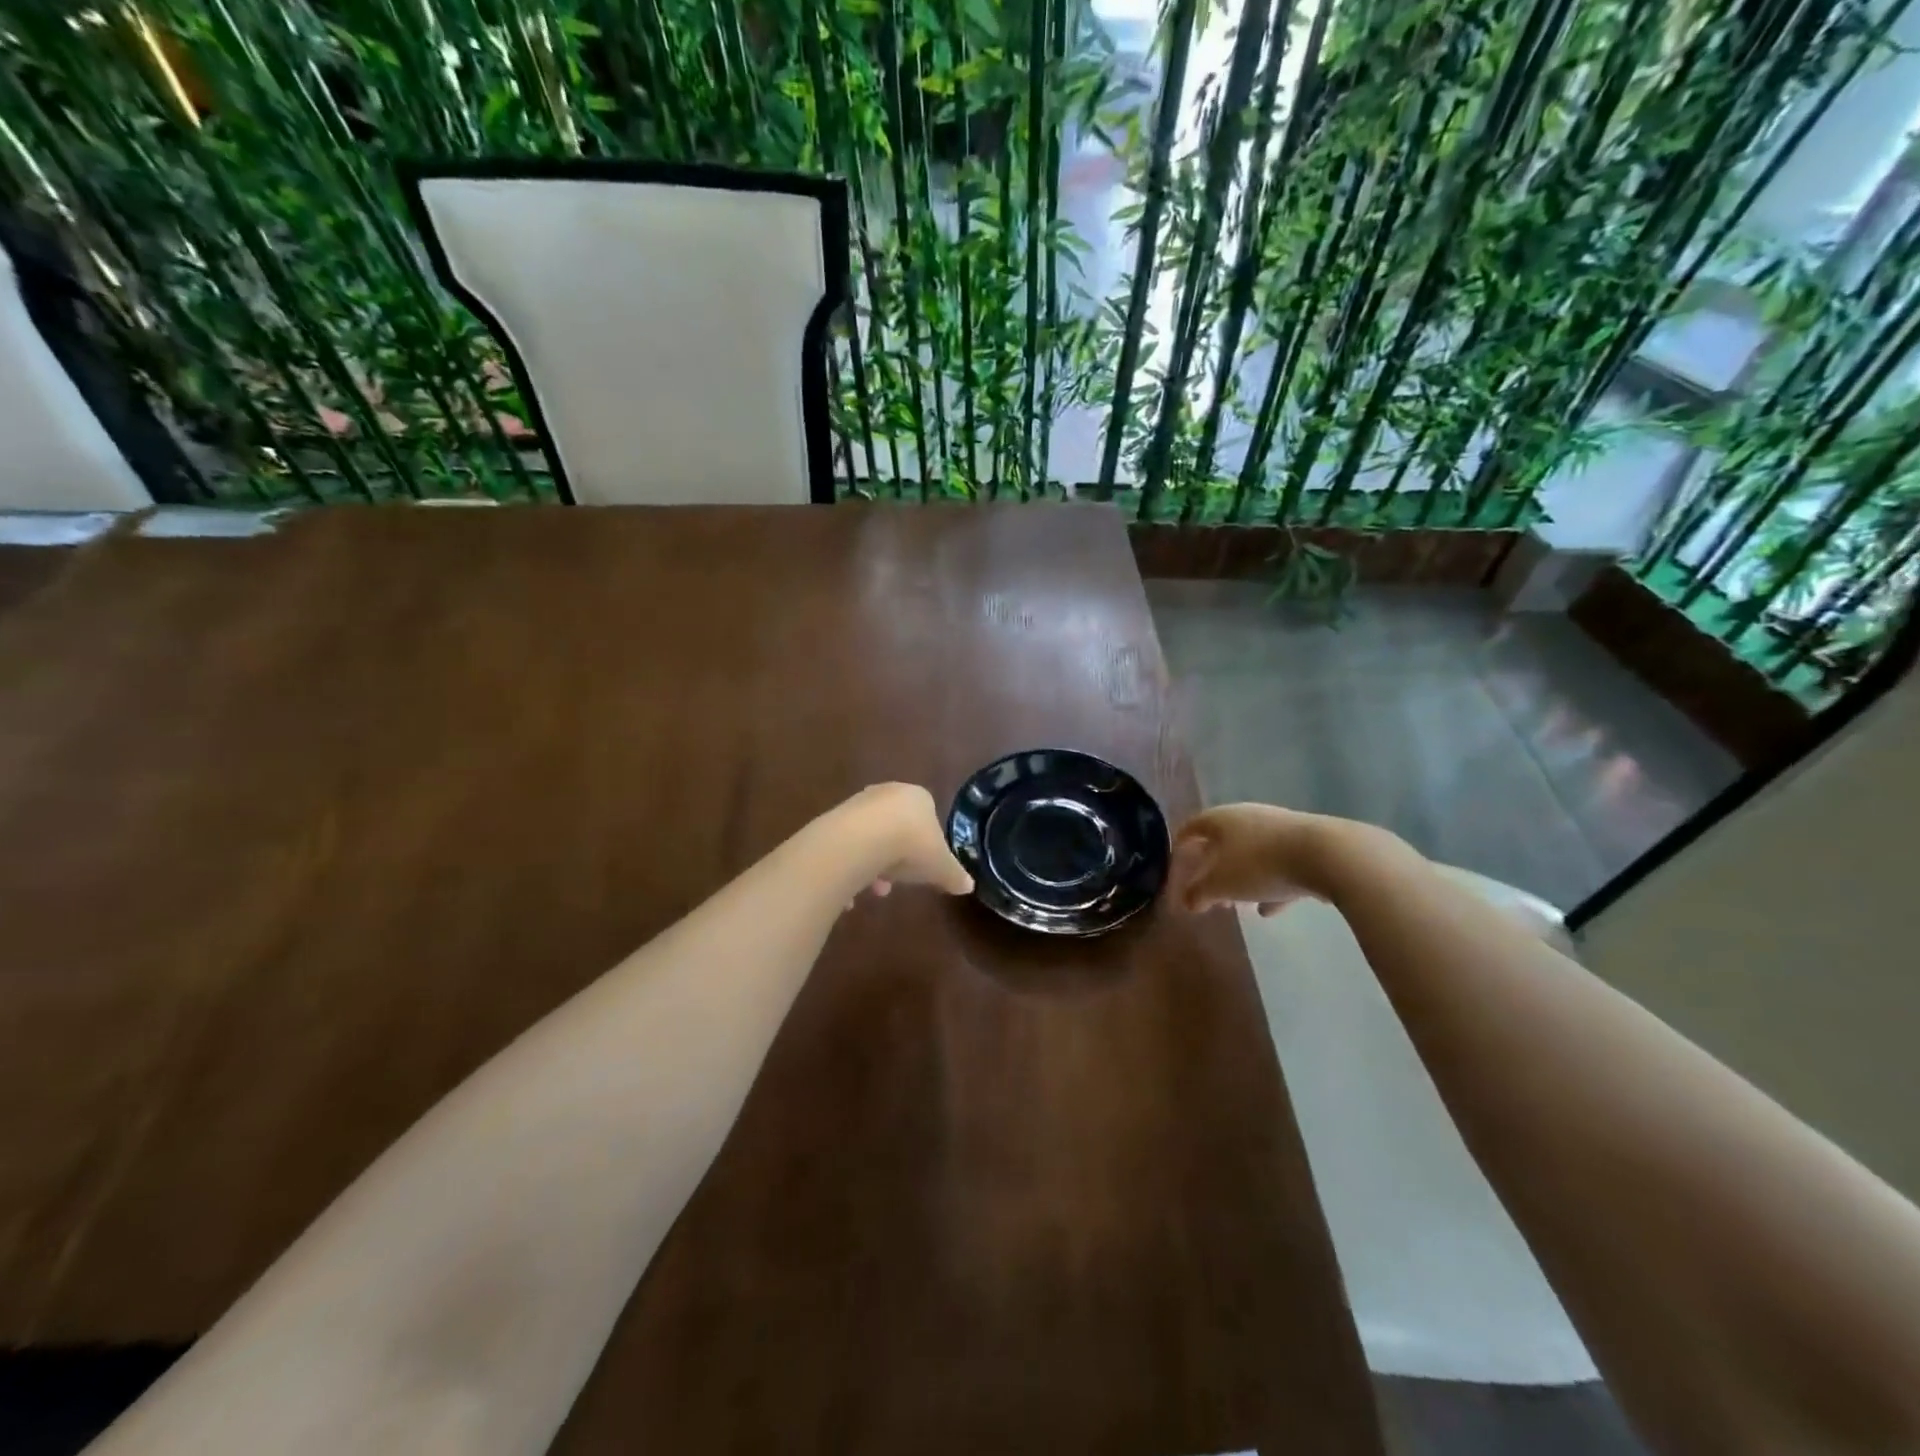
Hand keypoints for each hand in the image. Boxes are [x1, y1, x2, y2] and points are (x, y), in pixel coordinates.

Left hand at [834, 783, 973, 899]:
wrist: (862, 840)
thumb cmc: (912, 845)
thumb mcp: (942, 866)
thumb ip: (955, 875)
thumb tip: (968, 886)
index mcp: (918, 797)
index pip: (928, 815)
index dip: (927, 844)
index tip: (925, 866)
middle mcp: (887, 793)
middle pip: (896, 827)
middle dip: (898, 858)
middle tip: (898, 882)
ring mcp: (857, 805)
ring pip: (871, 838)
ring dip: (875, 865)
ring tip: (876, 890)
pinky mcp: (834, 819)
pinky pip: (848, 848)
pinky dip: (851, 870)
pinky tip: (852, 895)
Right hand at [1165, 803, 1336, 916]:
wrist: (1328, 855)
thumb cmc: (1260, 865)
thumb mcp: (1221, 885)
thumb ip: (1199, 894)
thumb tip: (1187, 902)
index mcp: (1221, 819)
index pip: (1192, 826)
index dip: (1180, 844)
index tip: (1175, 862)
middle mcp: (1248, 817)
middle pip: (1223, 841)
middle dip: (1213, 867)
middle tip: (1207, 891)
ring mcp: (1280, 829)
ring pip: (1252, 854)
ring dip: (1243, 878)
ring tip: (1239, 905)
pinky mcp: (1307, 844)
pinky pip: (1280, 865)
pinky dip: (1271, 885)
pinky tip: (1272, 909)